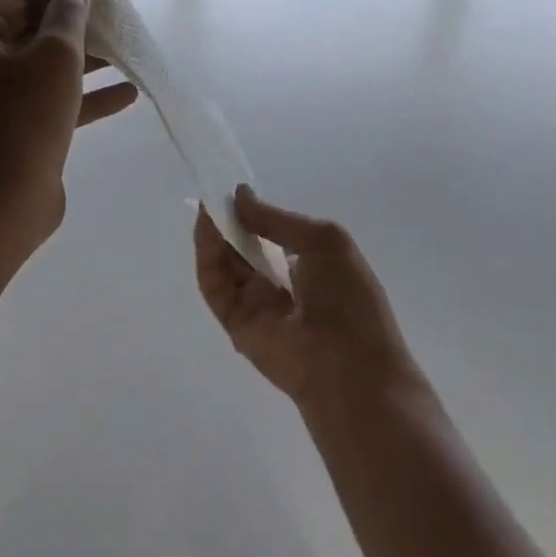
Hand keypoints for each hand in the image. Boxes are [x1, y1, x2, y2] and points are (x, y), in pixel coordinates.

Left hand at [0, 0, 137, 245]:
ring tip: (124, 59)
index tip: (99, 3)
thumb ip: (69, 18)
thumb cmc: (26, 120)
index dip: (60, 0)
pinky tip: (124, 95)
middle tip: (114, 30)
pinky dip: (80, 99)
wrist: (7, 201)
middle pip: (28, 37)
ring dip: (83, 67)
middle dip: (75, 35)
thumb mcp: (56, 58)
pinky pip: (45, 104)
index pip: (17, 3)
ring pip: (40, 73)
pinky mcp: (9, 132)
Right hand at [194, 186, 421, 409]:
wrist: (348, 366)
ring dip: (215, 235)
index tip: (234, 191)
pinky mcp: (236, 324)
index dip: (255, 213)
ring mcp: (258, 306)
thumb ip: (279, 219)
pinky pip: (216, 288)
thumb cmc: (349, 300)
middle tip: (212, 194)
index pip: (274, 236)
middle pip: (246, 248)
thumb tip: (240, 195)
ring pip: (227, 265)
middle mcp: (283, 285)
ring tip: (206, 206)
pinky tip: (206, 231)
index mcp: (311, 266)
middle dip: (231, 222)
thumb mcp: (325, 242)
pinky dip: (207, 258)